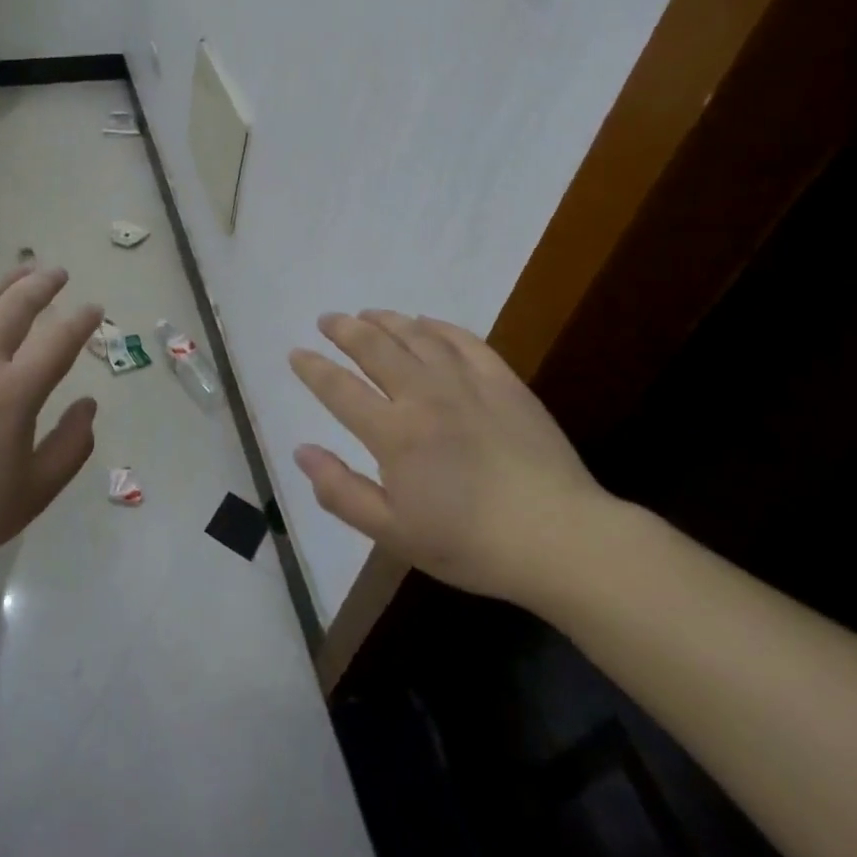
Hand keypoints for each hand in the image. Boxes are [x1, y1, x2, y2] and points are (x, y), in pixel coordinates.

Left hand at [0, 267, 104, 599]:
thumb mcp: (33, 494)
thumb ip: (71, 446)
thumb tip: (89, 405)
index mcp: (14, 393)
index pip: (59, 341)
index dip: (82, 320)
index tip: (94, 309)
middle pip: (16, 306)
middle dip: (43, 284)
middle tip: (57, 273)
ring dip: (1, 282)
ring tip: (19, 271)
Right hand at [289, 311, 612, 606]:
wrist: (560, 537)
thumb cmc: (470, 543)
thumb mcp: (394, 533)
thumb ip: (341, 491)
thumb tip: (301, 451)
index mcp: (393, 433)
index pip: (339, 389)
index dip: (313, 368)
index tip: (296, 353)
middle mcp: (423, 395)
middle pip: (374, 348)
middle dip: (344, 329)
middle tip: (328, 319)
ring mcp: (466, 382)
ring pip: (415, 336)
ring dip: (386, 320)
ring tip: (368, 313)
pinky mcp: (502, 381)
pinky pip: (463, 340)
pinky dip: (438, 326)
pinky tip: (426, 323)